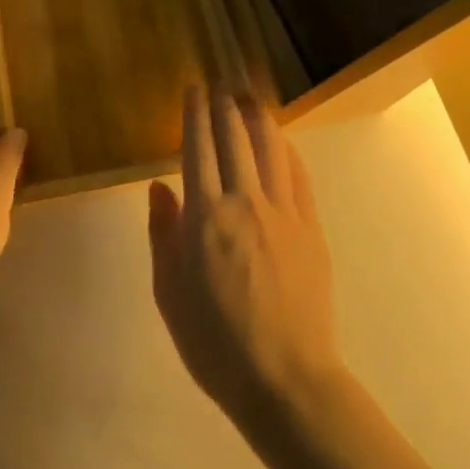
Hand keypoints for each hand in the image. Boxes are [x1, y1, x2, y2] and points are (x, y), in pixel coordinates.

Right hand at [147, 88, 344, 428]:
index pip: (198, 147)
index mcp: (205, 216)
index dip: (195, 114)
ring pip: (270, 148)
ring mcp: (283, 213)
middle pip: (235, 138)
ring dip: (258, 118)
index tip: (194, 90)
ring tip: (250, 98)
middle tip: (221, 86)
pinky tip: (281, 141)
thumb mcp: (169, 291)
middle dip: (226, 106)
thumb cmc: (214, 342)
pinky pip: (298, 176)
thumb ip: (162, 233)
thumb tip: (159, 187)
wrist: (285, 382)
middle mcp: (244, 202)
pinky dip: (287, 150)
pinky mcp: (310, 229)